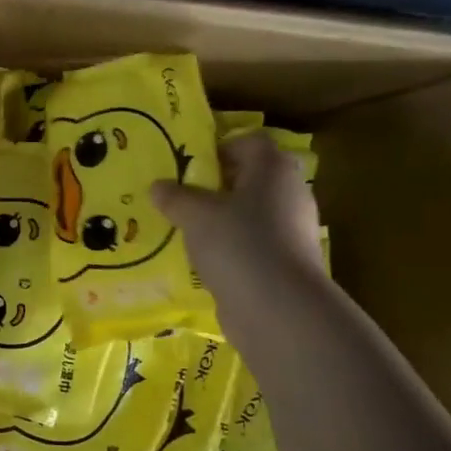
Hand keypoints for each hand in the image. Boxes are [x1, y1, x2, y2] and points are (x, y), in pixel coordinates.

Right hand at [152, 132, 322, 318]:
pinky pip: (253, 245)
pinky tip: (204, 261)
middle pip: (251, 179)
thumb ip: (175, 197)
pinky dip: (231, 249)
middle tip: (182, 198)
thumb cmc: (238, 243)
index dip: (220, 148)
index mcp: (274, 169)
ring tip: (187, 232)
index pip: (251, 142)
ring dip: (222, 220)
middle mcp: (290, 193)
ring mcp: (293, 230)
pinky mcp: (287, 263)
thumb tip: (158, 186)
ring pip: (251, 214)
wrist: (279, 308)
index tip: (190, 166)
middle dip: (216, 187)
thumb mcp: (195, 215)